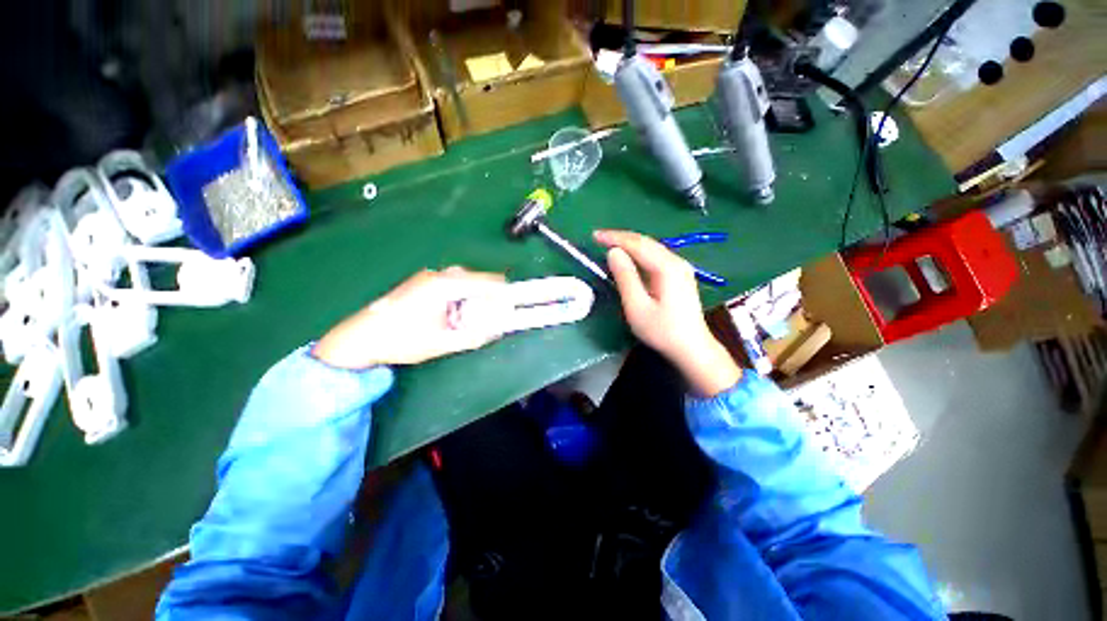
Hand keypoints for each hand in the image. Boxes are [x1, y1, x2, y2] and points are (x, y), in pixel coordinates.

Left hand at [312, 267, 507, 368]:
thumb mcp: (442, 343)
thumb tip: (497, 330)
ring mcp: (425, 278)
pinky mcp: (418, 284)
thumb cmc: (401, 340)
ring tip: (472, 316)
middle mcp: (436, 276)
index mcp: (444, 286)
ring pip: (460, 281)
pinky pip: (448, 284)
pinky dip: (458, 296)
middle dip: (486, 295)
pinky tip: (452, 314)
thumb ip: (474, 337)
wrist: (358, 339)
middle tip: (492, 314)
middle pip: (473, 279)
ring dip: (471, 296)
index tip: (513, 301)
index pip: (483, 281)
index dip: (501, 290)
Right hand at [594, 230, 740, 396]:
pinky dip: (638, 253)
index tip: (594, 236)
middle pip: (646, 242)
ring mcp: (680, 267)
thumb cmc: (662, 331)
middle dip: (621, 238)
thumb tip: (613, 252)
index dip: (614, 238)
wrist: (692, 348)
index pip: (637, 244)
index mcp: (667, 267)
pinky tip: (628, 258)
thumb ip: (625, 277)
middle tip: (599, 238)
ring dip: (629, 244)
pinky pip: (655, 257)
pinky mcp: (679, 275)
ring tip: (609, 244)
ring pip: (651, 248)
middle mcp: (676, 261)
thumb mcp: (637, 306)